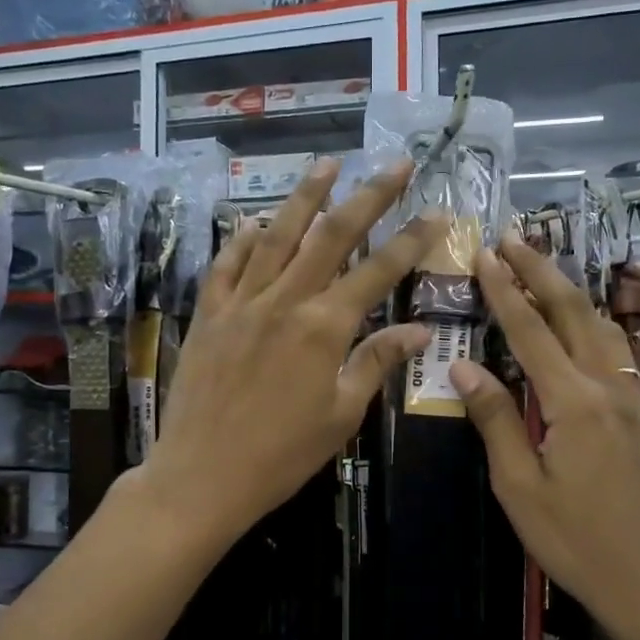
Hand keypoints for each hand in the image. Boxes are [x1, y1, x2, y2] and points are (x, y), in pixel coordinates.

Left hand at [138, 158, 440, 549]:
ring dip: (305, 197)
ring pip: (277, 236)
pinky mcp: (209, 314)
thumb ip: (376, 363)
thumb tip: (419, 331)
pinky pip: (227, 264)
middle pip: (332, 236)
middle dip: (368, 196)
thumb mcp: (341, 415)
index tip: (437, 211)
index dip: (411, 239)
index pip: (378, 271)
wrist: (202, 476)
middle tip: (394, 164)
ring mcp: (242, 303)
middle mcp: (285, 301)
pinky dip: (242, 238)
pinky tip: (255, 220)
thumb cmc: (281, 455)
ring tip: (326, 164)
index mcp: (324, 328)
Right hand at [448, 235, 639, 639]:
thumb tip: (463, 368)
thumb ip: (496, 420)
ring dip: (569, 291)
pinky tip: (578, 322)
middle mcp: (607, 387)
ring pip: (600, 326)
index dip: (505, 290)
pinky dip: (590, 321)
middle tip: (511, 238)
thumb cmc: (574, 540)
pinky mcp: (639, 415)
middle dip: (541, 271)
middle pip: (574, 312)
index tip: (483, 254)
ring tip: (541, 266)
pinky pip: (614, 351)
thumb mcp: (519, 487)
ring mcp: (630, 399)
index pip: (531, 331)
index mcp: (574, 403)